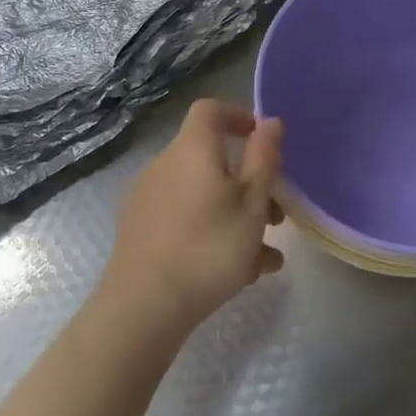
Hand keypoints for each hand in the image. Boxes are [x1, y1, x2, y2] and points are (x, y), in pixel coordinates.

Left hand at [99, 100, 284, 342]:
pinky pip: (184, 218)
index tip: (262, 141)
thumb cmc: (209, 247)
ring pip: (202, 195)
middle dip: (248, 184)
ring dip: (235, 216)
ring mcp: (148, 198)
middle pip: (211, 159)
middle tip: (275, 218)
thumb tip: (270, 122)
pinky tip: (236, 273)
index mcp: (192, 149)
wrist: (144, 304)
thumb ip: (264, 158)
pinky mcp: (140, 229)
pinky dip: (211, 232)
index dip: (237, 116)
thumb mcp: (252, 204)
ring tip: (264, 259)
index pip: (210, 111)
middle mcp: (165, 165)